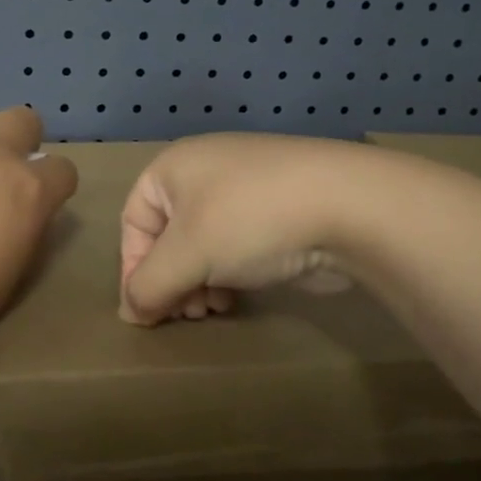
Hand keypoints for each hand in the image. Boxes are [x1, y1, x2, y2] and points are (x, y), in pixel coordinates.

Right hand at [119, 134, 371, 324]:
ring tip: (212, 309)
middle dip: (171, 280)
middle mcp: (205, 172)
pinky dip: (228, 274)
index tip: (147, 311)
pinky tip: (238, 298)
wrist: (349, 206)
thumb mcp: (187, 254)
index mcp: (174, 167)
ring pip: (202, 246)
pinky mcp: (277, 212)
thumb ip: (149, 285)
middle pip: (167, 237)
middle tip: (187, 313)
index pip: (133, 222)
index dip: (134, 268)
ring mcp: (245, 190)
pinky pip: (235, 247)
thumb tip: (131, 313)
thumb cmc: (250, 220)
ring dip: (198, 283)